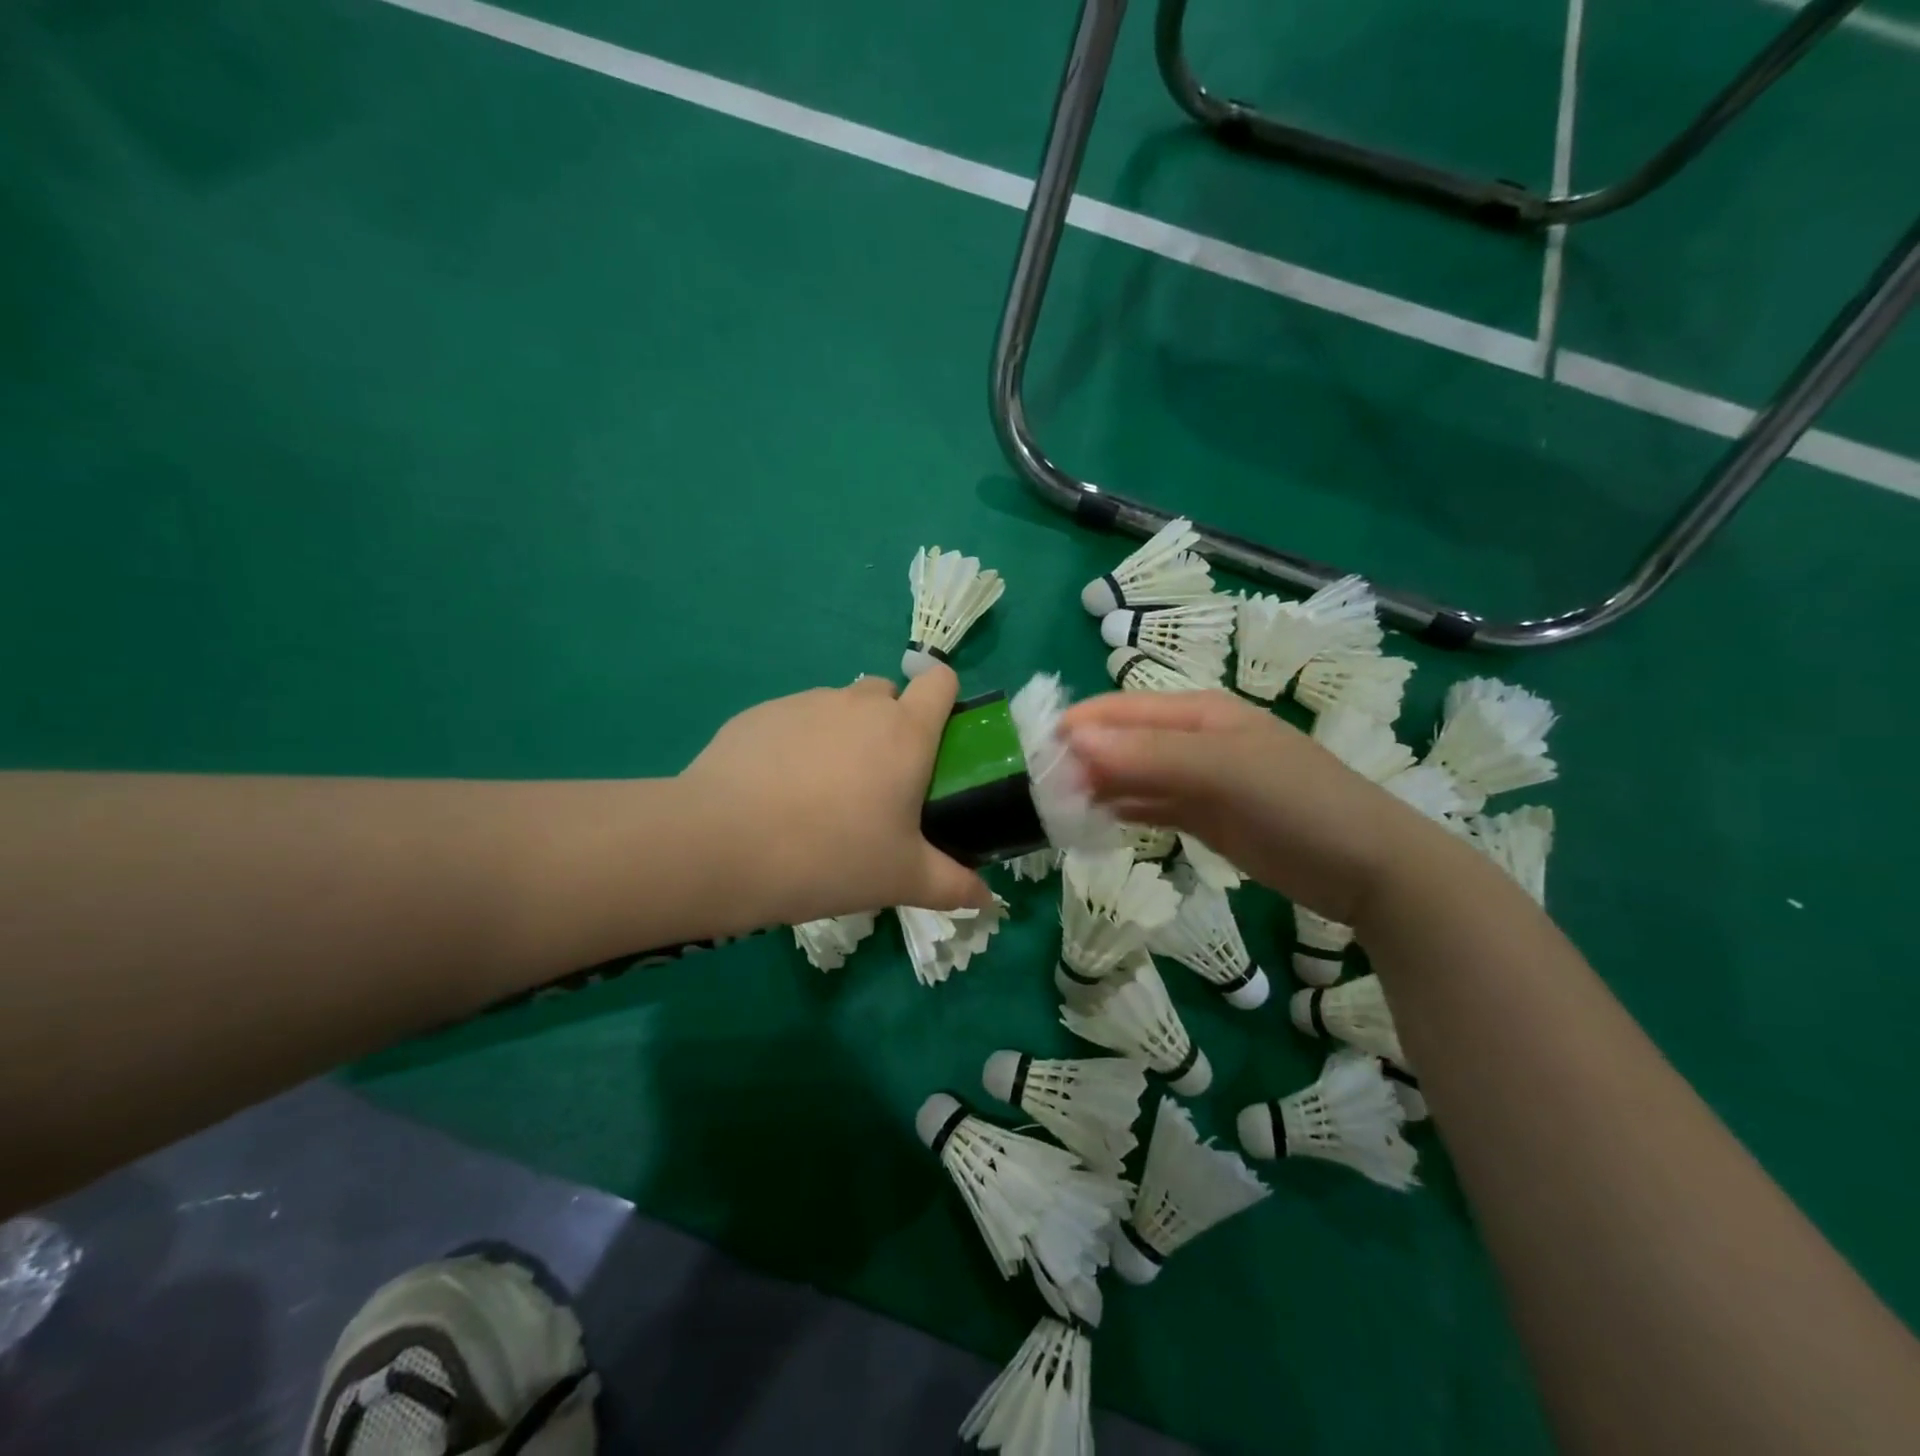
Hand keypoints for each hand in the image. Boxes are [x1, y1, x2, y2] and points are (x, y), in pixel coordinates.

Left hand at [679, 667, 993, 926]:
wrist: (723, 846)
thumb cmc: (831, 857)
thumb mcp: (901, 879)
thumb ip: (954, 885)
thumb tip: (990, 900)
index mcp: (905, 732)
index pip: (941, 680)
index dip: (944, 701)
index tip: (935, 742)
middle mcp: (859, 704)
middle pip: (889, 693)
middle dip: (891, 725)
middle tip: (877, 783)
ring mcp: (806, 702)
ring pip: (840, 706)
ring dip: (844, 734)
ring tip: (821, 792)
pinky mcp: (760, 712)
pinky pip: (795, 719)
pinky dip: (798, 742)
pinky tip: (777, 789)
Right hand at [1060, 690, 1433, 923]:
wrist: (1367, 869)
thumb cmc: (1297, 803)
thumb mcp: (1223, 770)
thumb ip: (1148, 756)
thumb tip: (1073, 741)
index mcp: (1197, 713)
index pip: (1120, 710)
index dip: (1076, 728)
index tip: (1031, 757)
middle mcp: (1191, 740)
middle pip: (1120, 742)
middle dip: (1079, 761)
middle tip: (1036, 794)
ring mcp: (1197, 780)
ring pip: (1130, 777)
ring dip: (1094, 789)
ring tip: (1053, 813)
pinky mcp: (1202, 817)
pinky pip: (1147, 807)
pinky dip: (1118, 813)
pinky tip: (1090, 826)